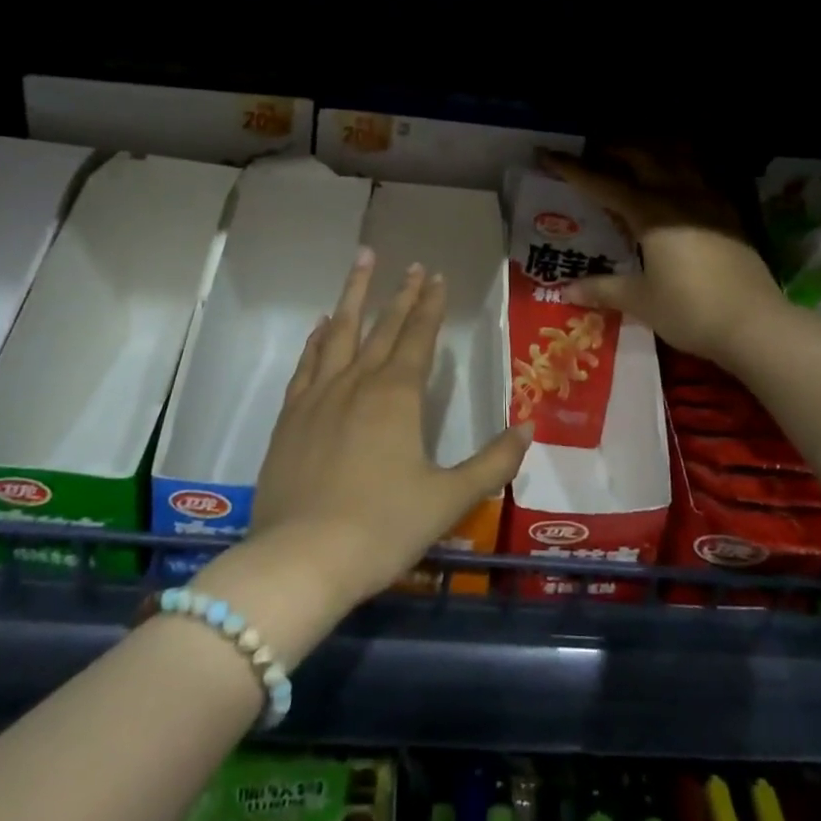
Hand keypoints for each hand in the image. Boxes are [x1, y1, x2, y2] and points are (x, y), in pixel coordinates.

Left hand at [249, 250, 531, 611]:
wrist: (301, 559)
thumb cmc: (382, 528)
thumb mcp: (449, 500)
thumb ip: (492, 463)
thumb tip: (529, 427)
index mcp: (397, 395)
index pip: (419, 336)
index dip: (430, 305)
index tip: (436, 276)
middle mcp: (358, 382)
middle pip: (383, 326)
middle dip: (400, 293)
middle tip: (411, 264)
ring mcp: (319, 395)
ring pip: (340, 331)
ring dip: (353, 295)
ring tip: (362, 261)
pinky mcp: (291, 416)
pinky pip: (307, 363)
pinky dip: (317, 338)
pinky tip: (321, 325)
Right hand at [546, 151, 787, 370]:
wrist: (755, 324)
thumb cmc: (690, 310)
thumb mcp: (640, 301)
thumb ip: (603, 289)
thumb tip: (567, 290)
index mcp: (650, 213)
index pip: (603, 184)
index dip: (573, 169)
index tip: (548, 155)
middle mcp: (679, 196)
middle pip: (643, 157)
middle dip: (614, 149)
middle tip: (594, 152)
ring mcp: (709, 202)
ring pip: (678, 159)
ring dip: (653, 152)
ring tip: (637, 157)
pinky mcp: (731, 215)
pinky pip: (701, 177)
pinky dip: (682, 169)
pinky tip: (678, 184)